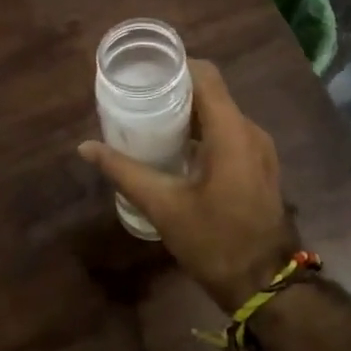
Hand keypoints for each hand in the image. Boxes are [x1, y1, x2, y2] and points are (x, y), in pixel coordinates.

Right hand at [79, 58, 298, 310]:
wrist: (265, 285)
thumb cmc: (213, 241)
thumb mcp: (162, 205)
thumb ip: (123, 171)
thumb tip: (86, 147)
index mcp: (231, 132)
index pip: (205, 76)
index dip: (174, 66)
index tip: (141, 71)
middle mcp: (250, 132)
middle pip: (211, 93)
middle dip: (173, 90)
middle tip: (135, 96)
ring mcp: (258, 150)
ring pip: (219, 114)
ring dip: (186, 113)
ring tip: (147, 119)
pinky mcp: (257, 167)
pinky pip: (227, 134)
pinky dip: (200, 132)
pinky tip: (172, 148)